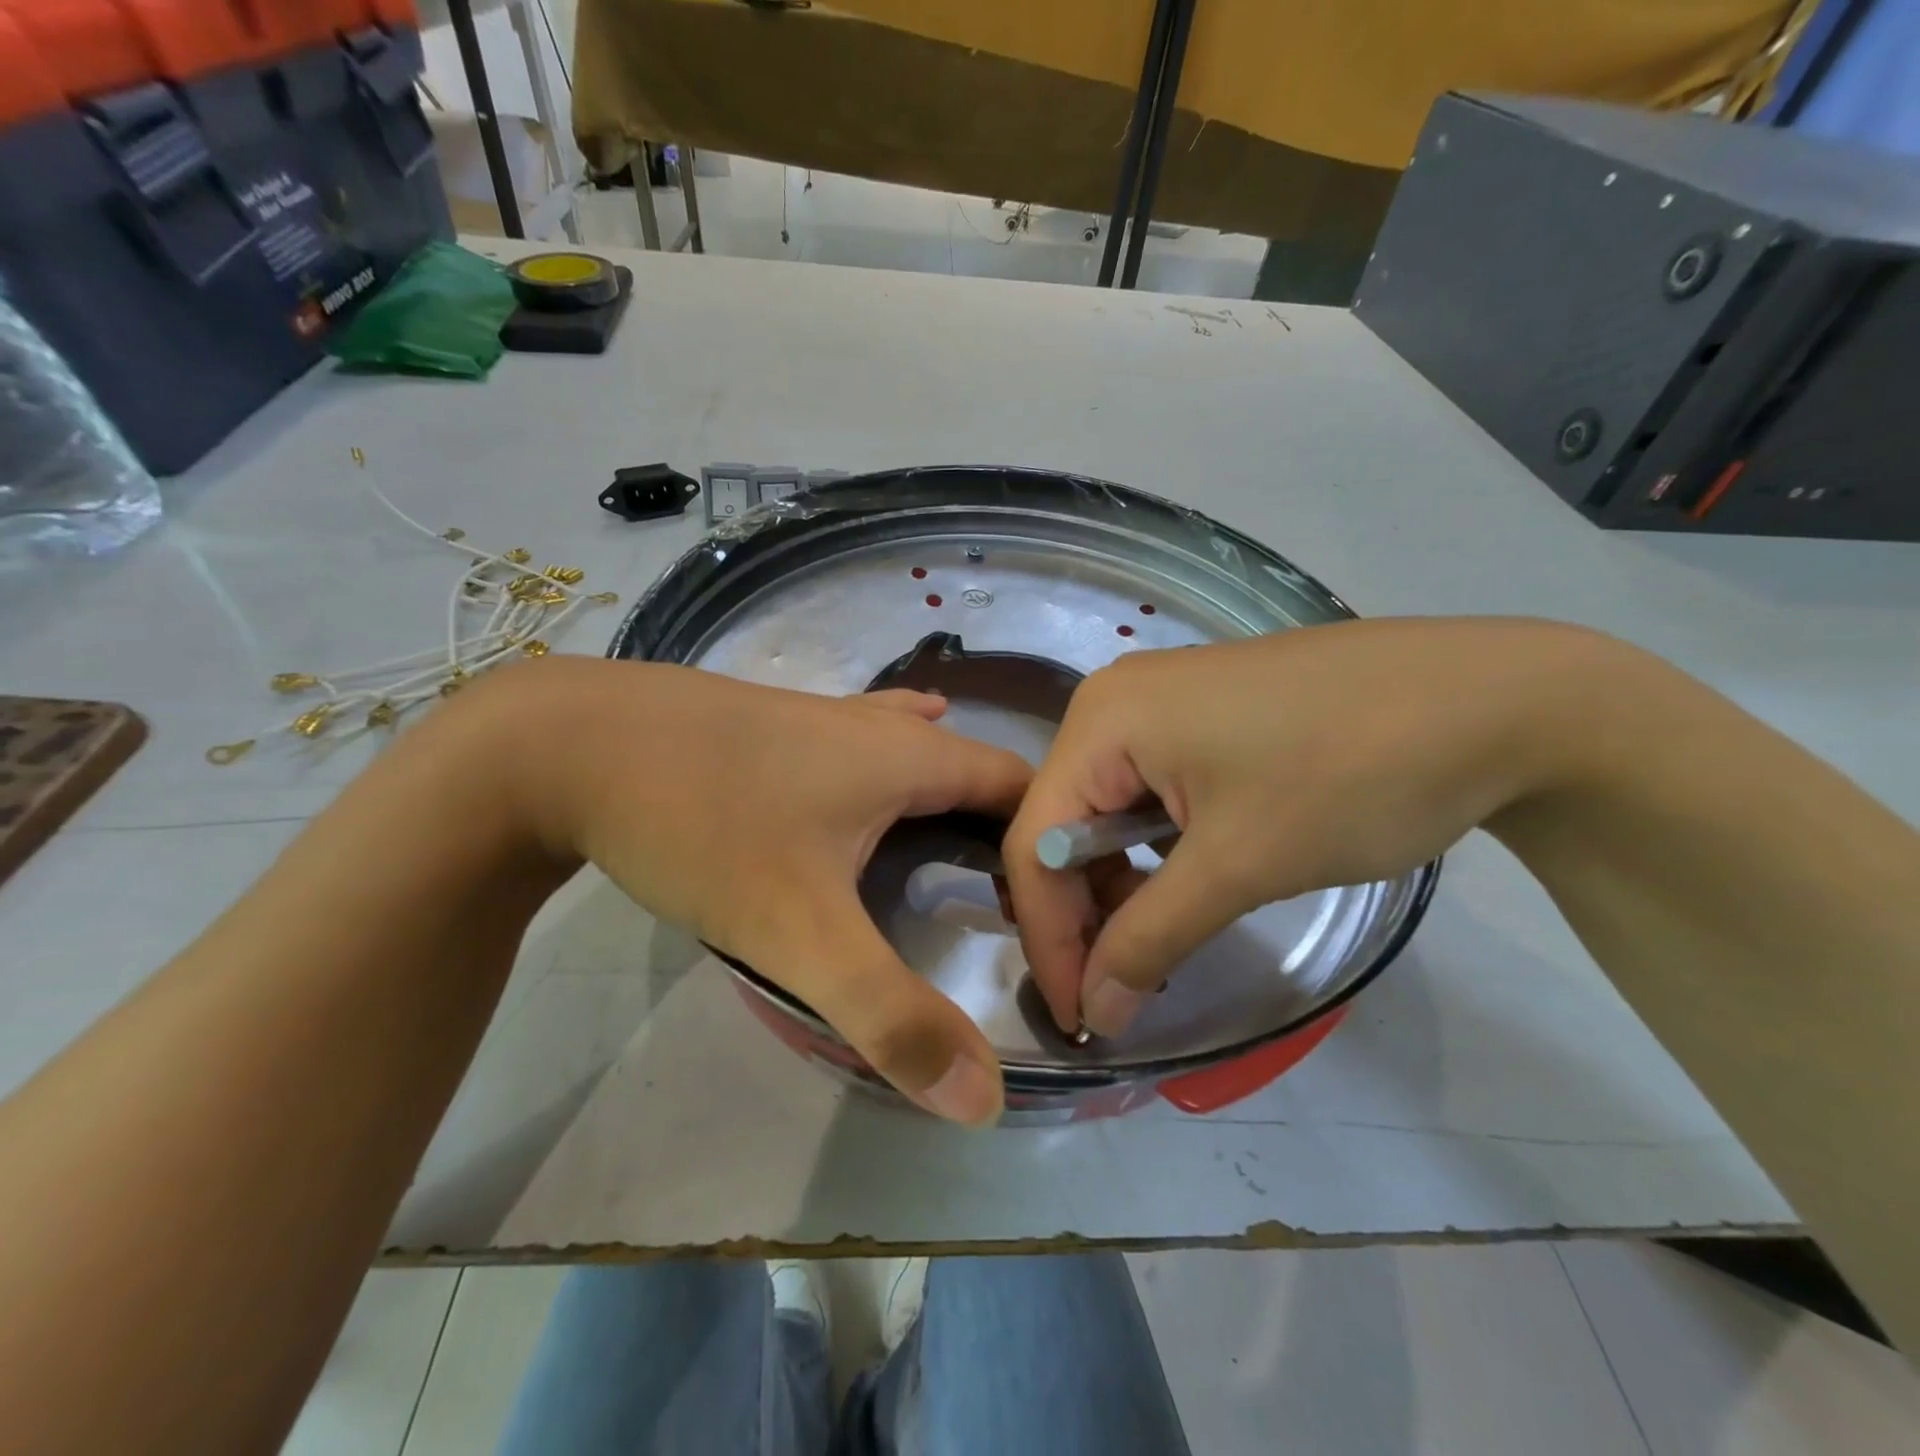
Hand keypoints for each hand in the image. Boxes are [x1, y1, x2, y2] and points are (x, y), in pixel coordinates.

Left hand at [493, 658, 1030, 1124]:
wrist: (562, 742)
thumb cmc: (701, 821)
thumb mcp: (798, 930)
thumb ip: (891, 1014)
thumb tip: (983, 1101)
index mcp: (910, 756)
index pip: (1022, 792)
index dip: (1053, 847)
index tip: (1063, 913)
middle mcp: (878, 725)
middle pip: (974, 773)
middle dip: (1007, 832)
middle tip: (1019, 906)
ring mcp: (824, 715)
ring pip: (916, 752)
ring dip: (950, 798)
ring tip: (970, 855)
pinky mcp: (776, 723)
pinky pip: (862, 744)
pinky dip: (892, 769)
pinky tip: (879, 777)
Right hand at [1003, 618, 1604, 1036]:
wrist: (1496, 701)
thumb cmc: (1350, 774)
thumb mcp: (1241, 865)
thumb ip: (1150, 940)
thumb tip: (1092, 1015)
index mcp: (1103, 720)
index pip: (1038, 841)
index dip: (1048, 937)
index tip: (1078, 1017)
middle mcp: (1114, 701)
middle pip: (1065, 824)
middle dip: (1082, 913)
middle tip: (1116, 990)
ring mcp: (1160, 701)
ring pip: (1106, 811)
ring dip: (1119, 886)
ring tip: (1152, 947)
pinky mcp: (1203, 714)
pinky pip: (1147, 790)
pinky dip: (1154, 850)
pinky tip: (1183, 887)